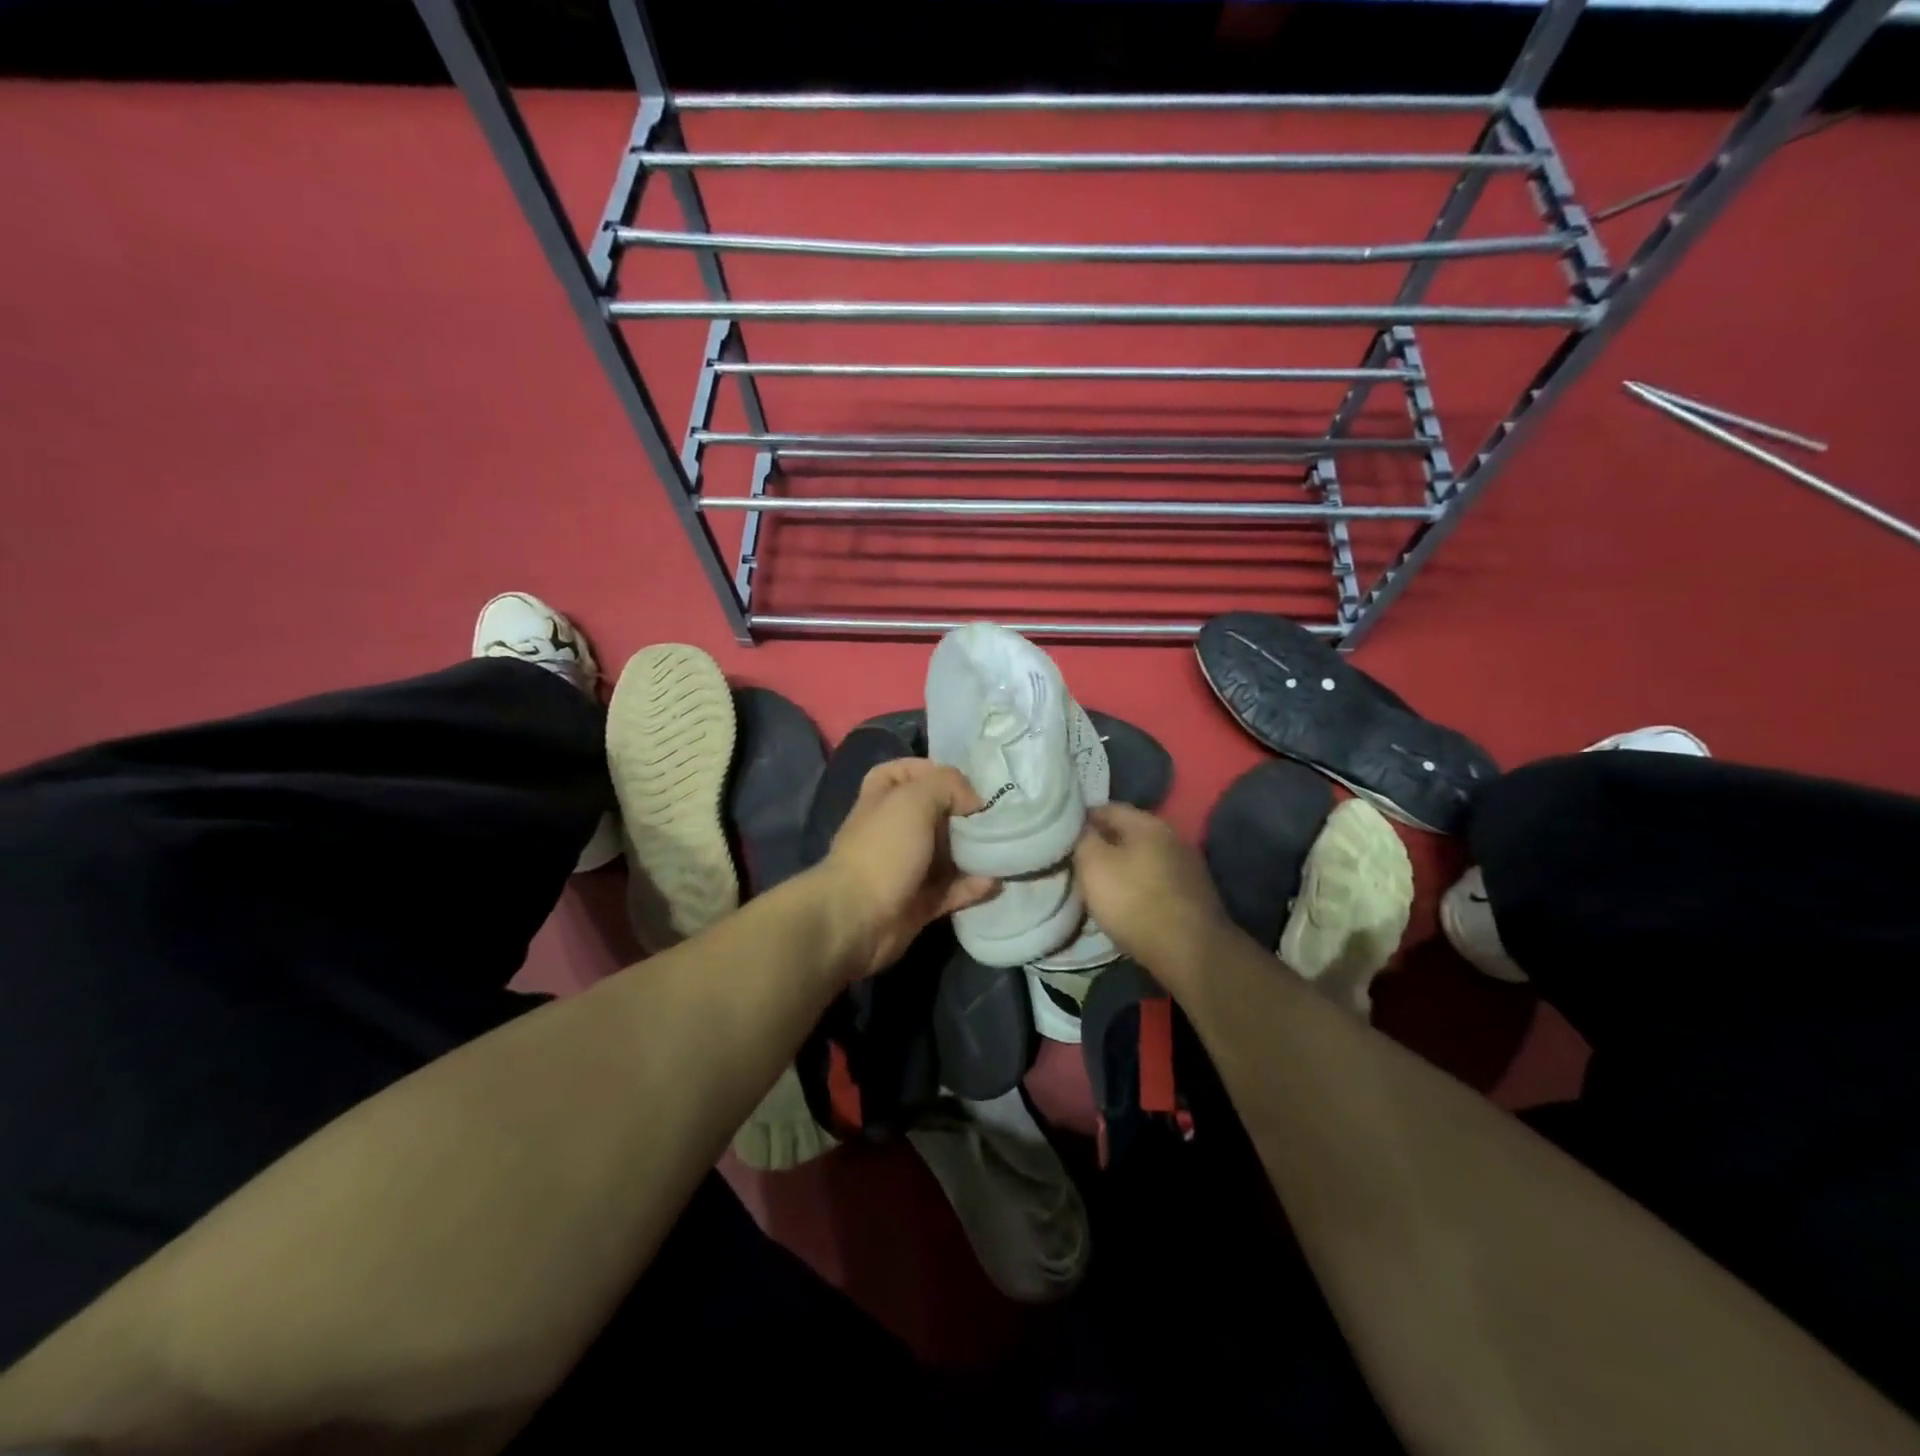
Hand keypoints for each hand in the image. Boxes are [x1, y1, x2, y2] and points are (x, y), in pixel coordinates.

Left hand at [816, 759, 997, 978]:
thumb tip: (973, 802)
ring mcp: (907, 866)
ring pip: (949, 853)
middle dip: (967, 814)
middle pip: (937, 813)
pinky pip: (953, 888)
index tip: (968, 782)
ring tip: (1009, 849)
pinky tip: (996, 882)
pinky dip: (973, 886)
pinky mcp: (920, 901)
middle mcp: (895, 829)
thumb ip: (948, 785)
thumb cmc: (884, 849)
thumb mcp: (915, 799)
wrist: (857, 919)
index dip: (935, 771)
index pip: (907, 772)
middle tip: (1001, 816)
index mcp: (883, 797)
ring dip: (977, 852)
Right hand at [1074, 803, 1235, 990]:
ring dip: (1122, 868)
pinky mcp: (1194, 894)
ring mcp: (1187, 866)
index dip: (1082, 820)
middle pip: (1128, 833)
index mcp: (1148, 823)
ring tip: (1099, 886)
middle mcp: (1172, 837)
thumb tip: (1081, 827)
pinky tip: (1127, 904)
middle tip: (1078, 863)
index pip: (1107, 808)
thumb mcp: (1094, 866)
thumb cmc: (1135, 903)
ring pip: (1143, 858)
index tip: (1063, 838)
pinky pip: (1157, 881)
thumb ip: (1083, 839)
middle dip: (1103, 845)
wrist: (1191, 953)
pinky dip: (1139, 887)